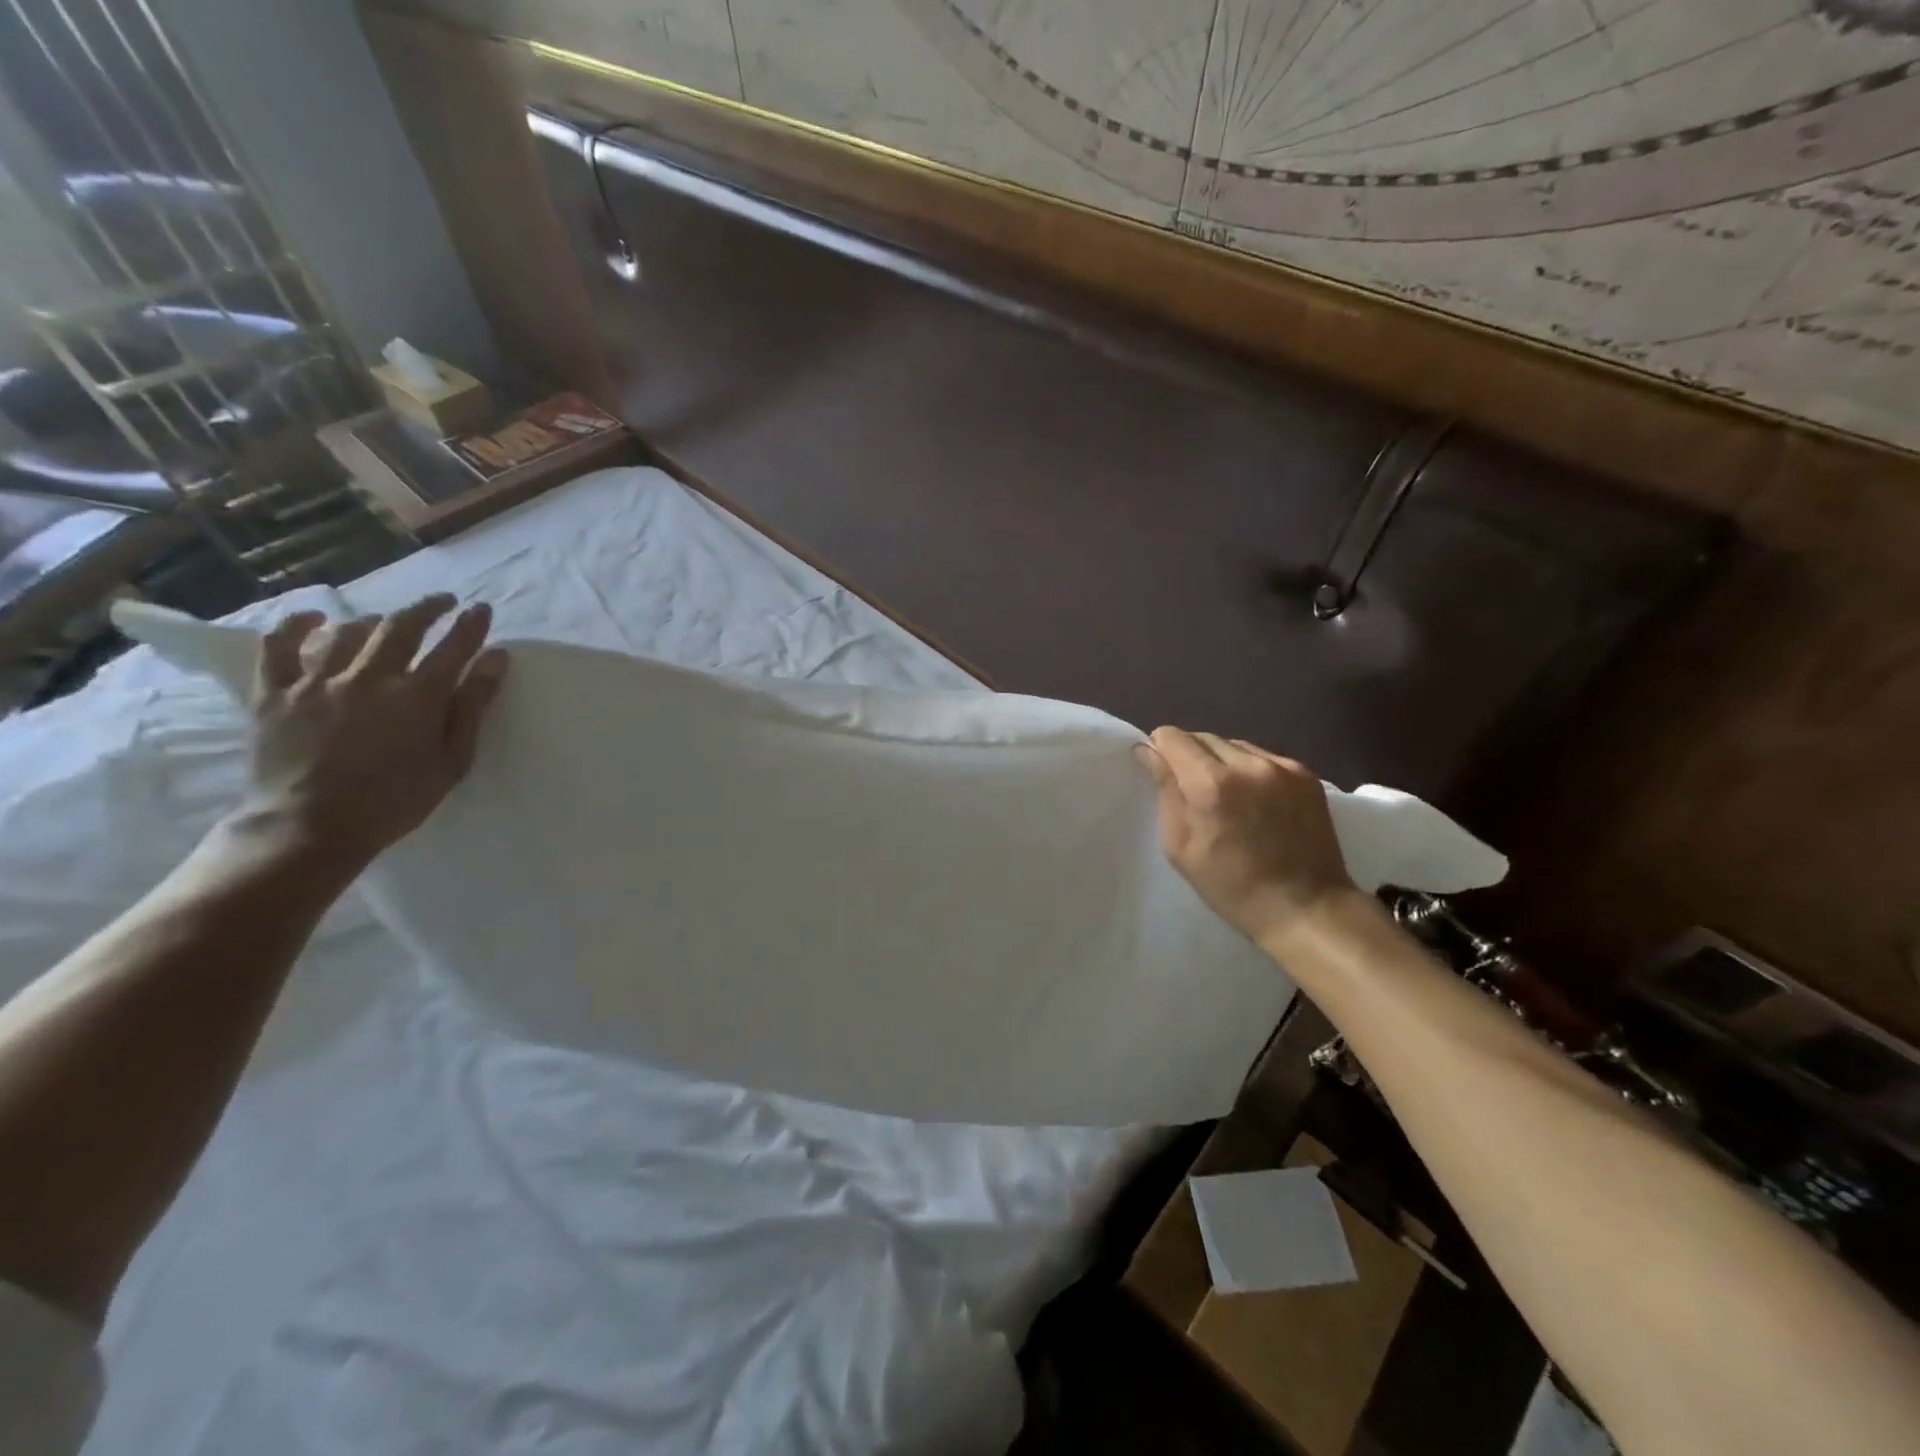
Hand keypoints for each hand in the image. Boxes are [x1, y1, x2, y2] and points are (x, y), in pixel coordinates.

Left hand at [234, 594, 508, 866]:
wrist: (309, 829)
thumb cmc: (394, 801)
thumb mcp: (452, 761)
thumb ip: (473, 706)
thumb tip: (496, 658)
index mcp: (418, 697)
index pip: (453, 648)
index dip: (470, 626)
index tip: (481, 610)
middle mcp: (369, 677)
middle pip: (402, 627)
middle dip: (428, 609)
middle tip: (444, 602)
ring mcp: (317, 682)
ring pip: (349, 632)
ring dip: (376, 621)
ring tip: (389, 623)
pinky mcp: (274, 693)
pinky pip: (280, 646)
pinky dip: (299, 626)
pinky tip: (317, 620)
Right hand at [1134, 728, 1355, 948]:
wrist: (1306, 908)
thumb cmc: (1231, 886)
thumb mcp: (1181, 847)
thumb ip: (1165, 791)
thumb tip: (1147, 751)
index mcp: (1210, 784)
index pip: (1171, 736)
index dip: (1160, 750)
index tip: (1161, 772)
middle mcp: (1247, 764)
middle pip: (1202, 736)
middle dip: (1189, 755)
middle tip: (1192, 790)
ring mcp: (1281, 766)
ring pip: (1234, 744)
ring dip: (1221, 761)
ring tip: (1226, 796)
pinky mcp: (1306, 774)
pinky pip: (1263, 757)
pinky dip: (1251, 770)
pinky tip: (1255, 800)